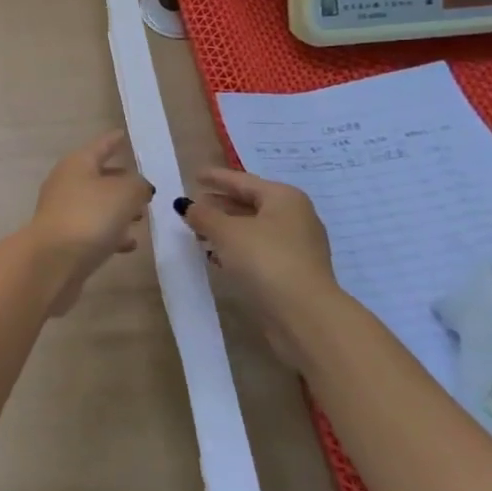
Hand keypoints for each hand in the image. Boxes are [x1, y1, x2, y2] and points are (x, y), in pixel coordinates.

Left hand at [26, 131, 152, 314]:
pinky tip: (129, 244)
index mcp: (77, 164)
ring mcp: (63, 212)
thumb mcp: (124, 194)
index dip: (113, 140)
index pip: (100, 146)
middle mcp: (66, 183)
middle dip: (121, 181)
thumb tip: (138, 186)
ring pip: (97, 205)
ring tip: (142, 216)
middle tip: (144, 187)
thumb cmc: (89, 217)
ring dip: (118, 210)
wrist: (52, 262)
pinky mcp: (65, 240)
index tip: (122, 134)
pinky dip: (111, 233)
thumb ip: (138, 185)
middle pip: (97, 176)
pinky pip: (93, 230)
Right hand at [177, 167, 340, 362]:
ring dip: (227, 228)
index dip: (216, 177)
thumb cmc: (265, 259)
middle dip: (221, 204)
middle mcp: (296, 217)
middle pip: (251, 203)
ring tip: (200, 231)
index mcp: (284, 198)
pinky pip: (260, 249)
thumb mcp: (225, 232)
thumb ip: (203, 215)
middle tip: (195, 204)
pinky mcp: (295, 272)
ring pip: (255, 228)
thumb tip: (187, 205)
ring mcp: (299, 247)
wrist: (305, 315)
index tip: (194, 175)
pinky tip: (218, 255)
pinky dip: (238, 248)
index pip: (243, 180)